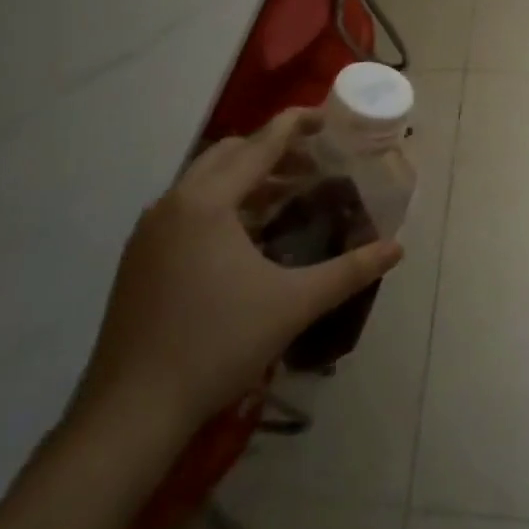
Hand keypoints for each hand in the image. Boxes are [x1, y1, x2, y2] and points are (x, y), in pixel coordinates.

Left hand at [67, 110, 403, 451]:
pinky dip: (219, 204)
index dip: (294, 125)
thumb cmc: (217, 345)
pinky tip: (243, 238)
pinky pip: (185, 208)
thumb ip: (348, 271)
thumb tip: (397, 248)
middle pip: (228, 153)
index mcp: (207, 201)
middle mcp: (173, 202)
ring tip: (283, 197)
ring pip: (203, 181)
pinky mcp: (138, 258)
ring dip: (244, 178)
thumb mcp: (292, 304)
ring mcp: (149, 230)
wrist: (131, 412)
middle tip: (310, 164)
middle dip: (271, 150)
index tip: (324, 115)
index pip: (260, 144)